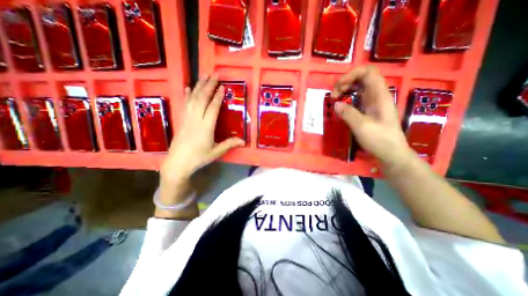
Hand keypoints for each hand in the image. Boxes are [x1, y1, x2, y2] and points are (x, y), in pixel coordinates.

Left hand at [161, 75, 245, 183]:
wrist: (177, 162)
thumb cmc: (198, 158)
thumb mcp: (216, 152)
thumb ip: (229, 144)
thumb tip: (244, 141)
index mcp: (206, 127)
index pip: (212, 108)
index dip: (217, 97)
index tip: (222, 87)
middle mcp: (196, 119)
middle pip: (201, 99)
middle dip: (208, 86)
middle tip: (214, 75)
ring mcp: (187, 118)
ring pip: (192, 99)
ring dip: (198, 86)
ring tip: (203, 76)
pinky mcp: (181, 120)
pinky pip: (184, 104)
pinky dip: (187, 95)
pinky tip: (188, 88)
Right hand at [334, 67, 416, 168]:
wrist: (391, 152)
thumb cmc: (379, 139)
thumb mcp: (362, 126)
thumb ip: (348, 113)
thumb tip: (336, 104)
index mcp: (379, 95)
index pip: (368, 72)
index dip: (352, 74)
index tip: (338, 86)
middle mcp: (377, 95)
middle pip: (362, 78)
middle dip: (345, 82)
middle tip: (334, 95)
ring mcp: (373, 102)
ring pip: (358, 87)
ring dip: (345, 89)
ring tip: (335, 98)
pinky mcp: (368, 110)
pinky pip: (357, 98)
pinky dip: (347, 98)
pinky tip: (341, 105)